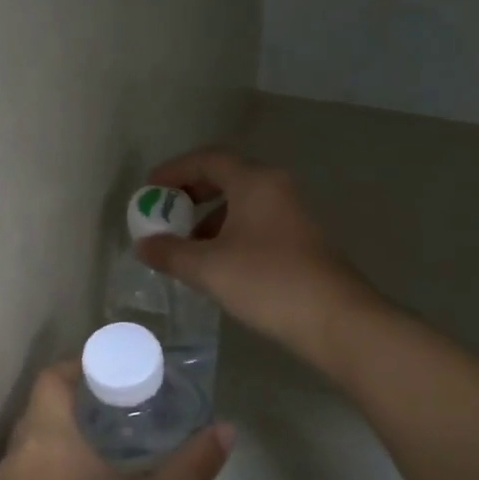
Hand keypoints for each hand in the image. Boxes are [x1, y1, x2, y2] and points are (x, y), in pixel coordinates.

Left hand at [0, 362, 231, 479]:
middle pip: (41, 412)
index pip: (51, 380)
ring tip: (111, 452)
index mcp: (45, 441)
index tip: (113, 372)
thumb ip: (193, 467)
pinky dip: (55, 475)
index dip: (79, 366)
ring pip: (34, 451)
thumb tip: (226, 431)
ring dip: (65, 442)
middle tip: (122, 409)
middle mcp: (15, 461)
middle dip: (77, 404)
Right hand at [137, 149, 368, 365]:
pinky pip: (256, 223)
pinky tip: (218, 264)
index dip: (174, 170)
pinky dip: (230, 233)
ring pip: (242, 203)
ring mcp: (293, 214)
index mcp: (255, 182)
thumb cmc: (267, 282)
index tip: (150, 190)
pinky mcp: (301, 240)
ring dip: (210, 218)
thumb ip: (170, 252)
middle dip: (191, 193)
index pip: (208, 159)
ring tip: (187, 247)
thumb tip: (143, 245)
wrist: (335, 320)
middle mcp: (276, 188)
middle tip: (166, 213)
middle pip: (227, 177)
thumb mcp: (208, 268)